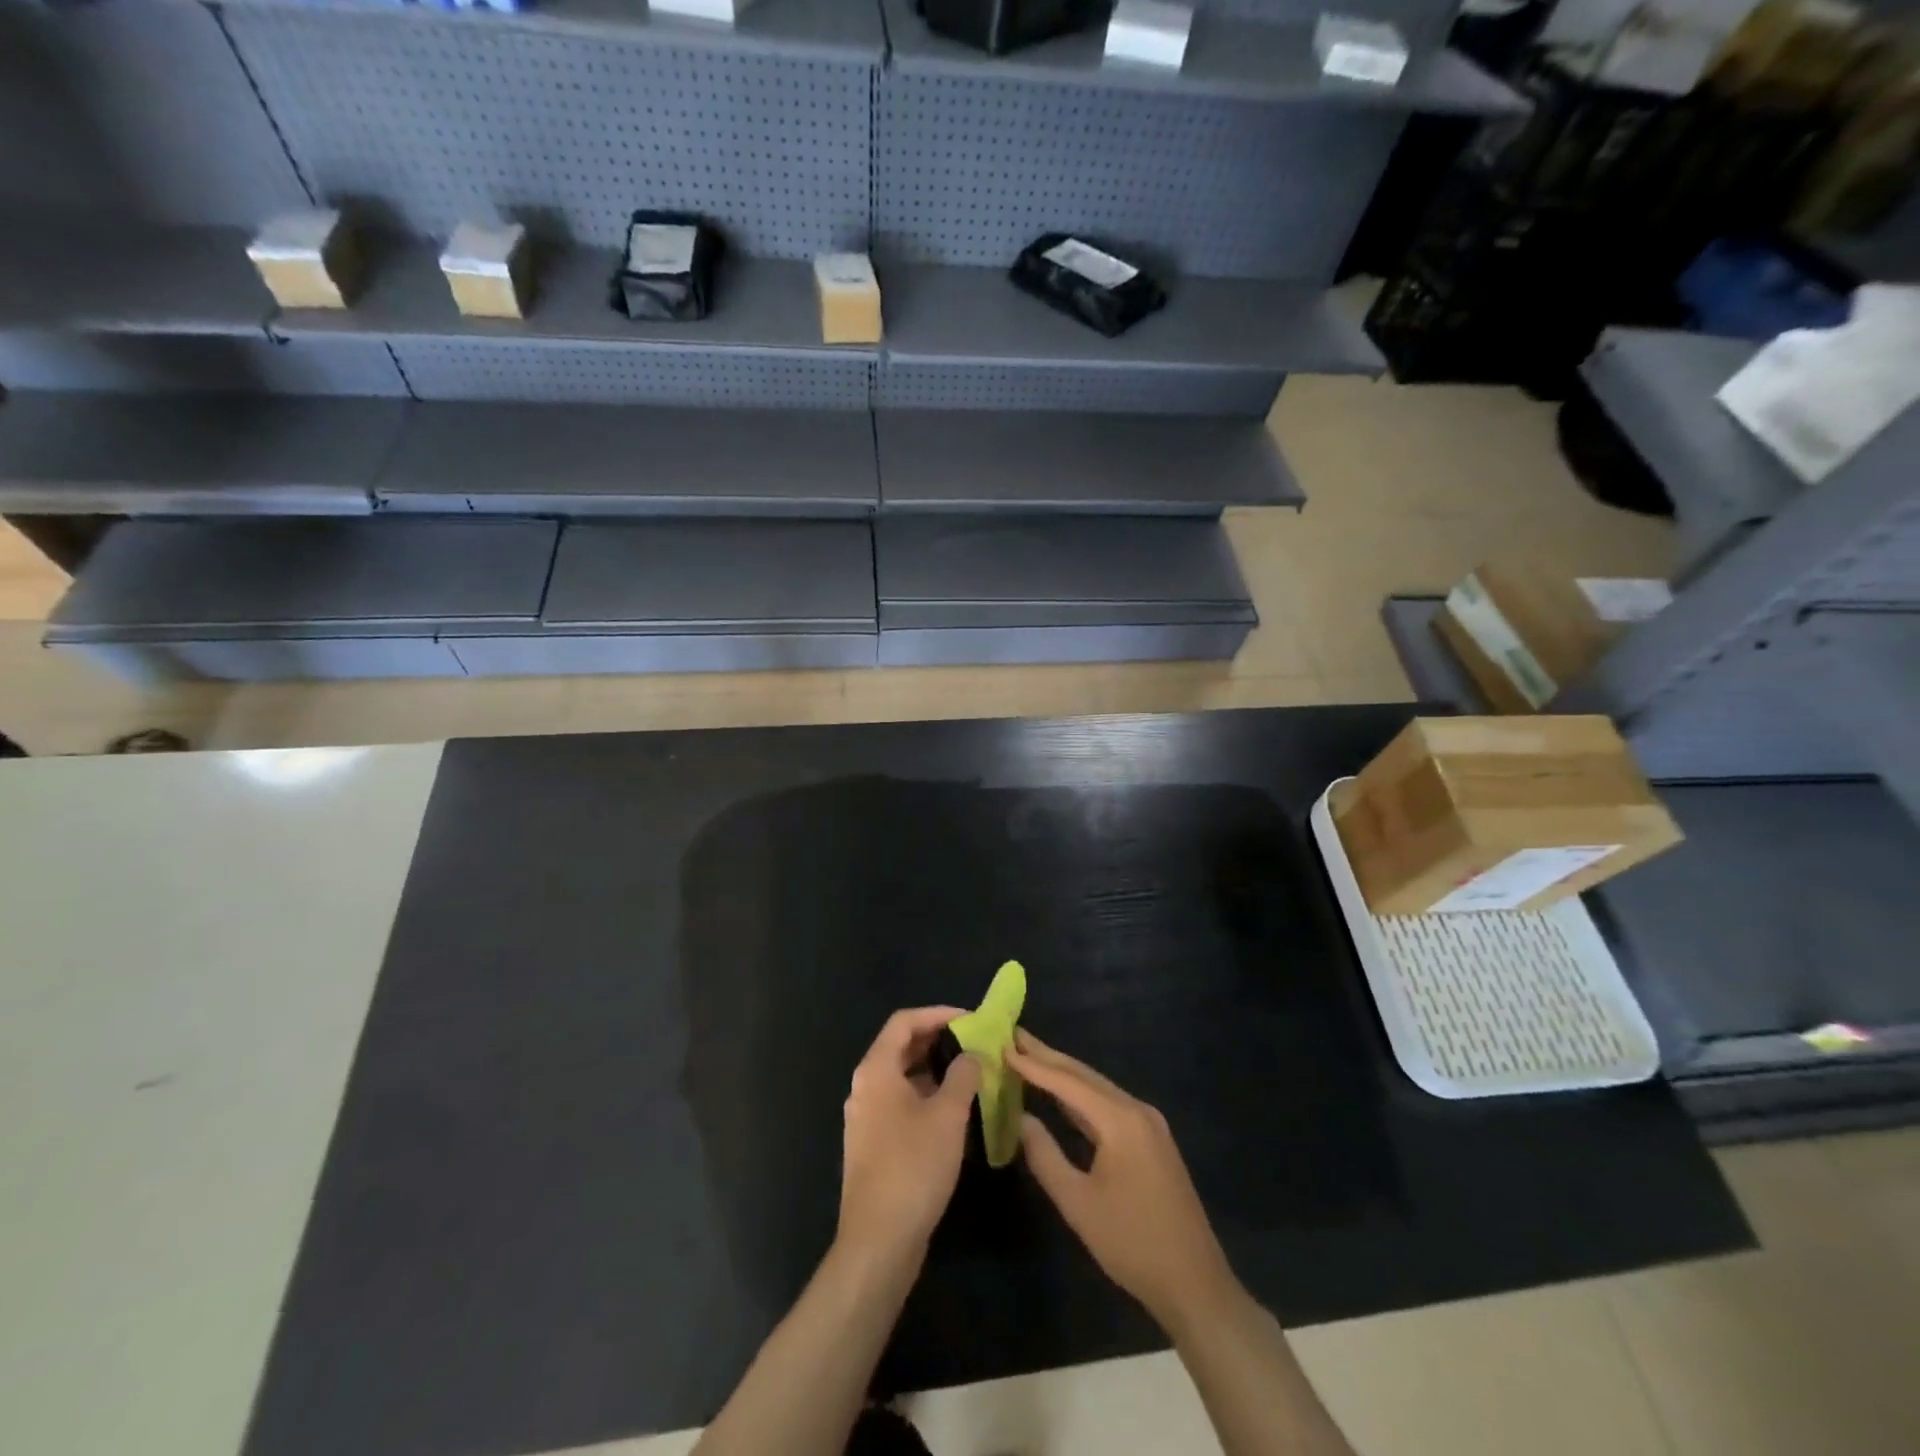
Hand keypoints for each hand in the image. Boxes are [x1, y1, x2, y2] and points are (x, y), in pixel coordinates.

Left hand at [837, 1007, 981, 1264]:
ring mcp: (865, 1117)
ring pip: (902, 1077)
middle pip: (901, 1047)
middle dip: (938, 1041)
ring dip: (934, 1070)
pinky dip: (925, 1096)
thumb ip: (962, 1075)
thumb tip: (971, 1054)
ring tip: (969, 1075)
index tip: (970, 1019)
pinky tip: (952, 1112)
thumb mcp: (948, 1115)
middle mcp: (864, 1087)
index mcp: (876, 1070)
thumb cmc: (914, 1167)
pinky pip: (900, 1103)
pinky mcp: (872, 1144)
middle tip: (974, 1044)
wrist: (879, 1241)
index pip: (904, 1021)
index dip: (938, 1014)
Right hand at [1009, 1030, 1240, 1335]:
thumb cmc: (1132, 1244)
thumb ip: (1044, 1156)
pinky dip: (1081, 1096)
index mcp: (1121, 1120)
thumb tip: (1020, 1119)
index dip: (1033, 1064)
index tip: (1003, 1044)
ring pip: (1097, 1088)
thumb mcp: (1078, 1203)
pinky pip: (1109, 1105)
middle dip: (1048, 1056)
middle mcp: (1137, 1110)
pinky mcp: (1152, 1139)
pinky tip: (1062, 1095)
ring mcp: (1148, 1123)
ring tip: (1030, 1056)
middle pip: (1084, 1075)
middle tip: (1014, 1036)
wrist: (1195, 1284)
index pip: (1068, 1083)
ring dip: (1064, 1074)